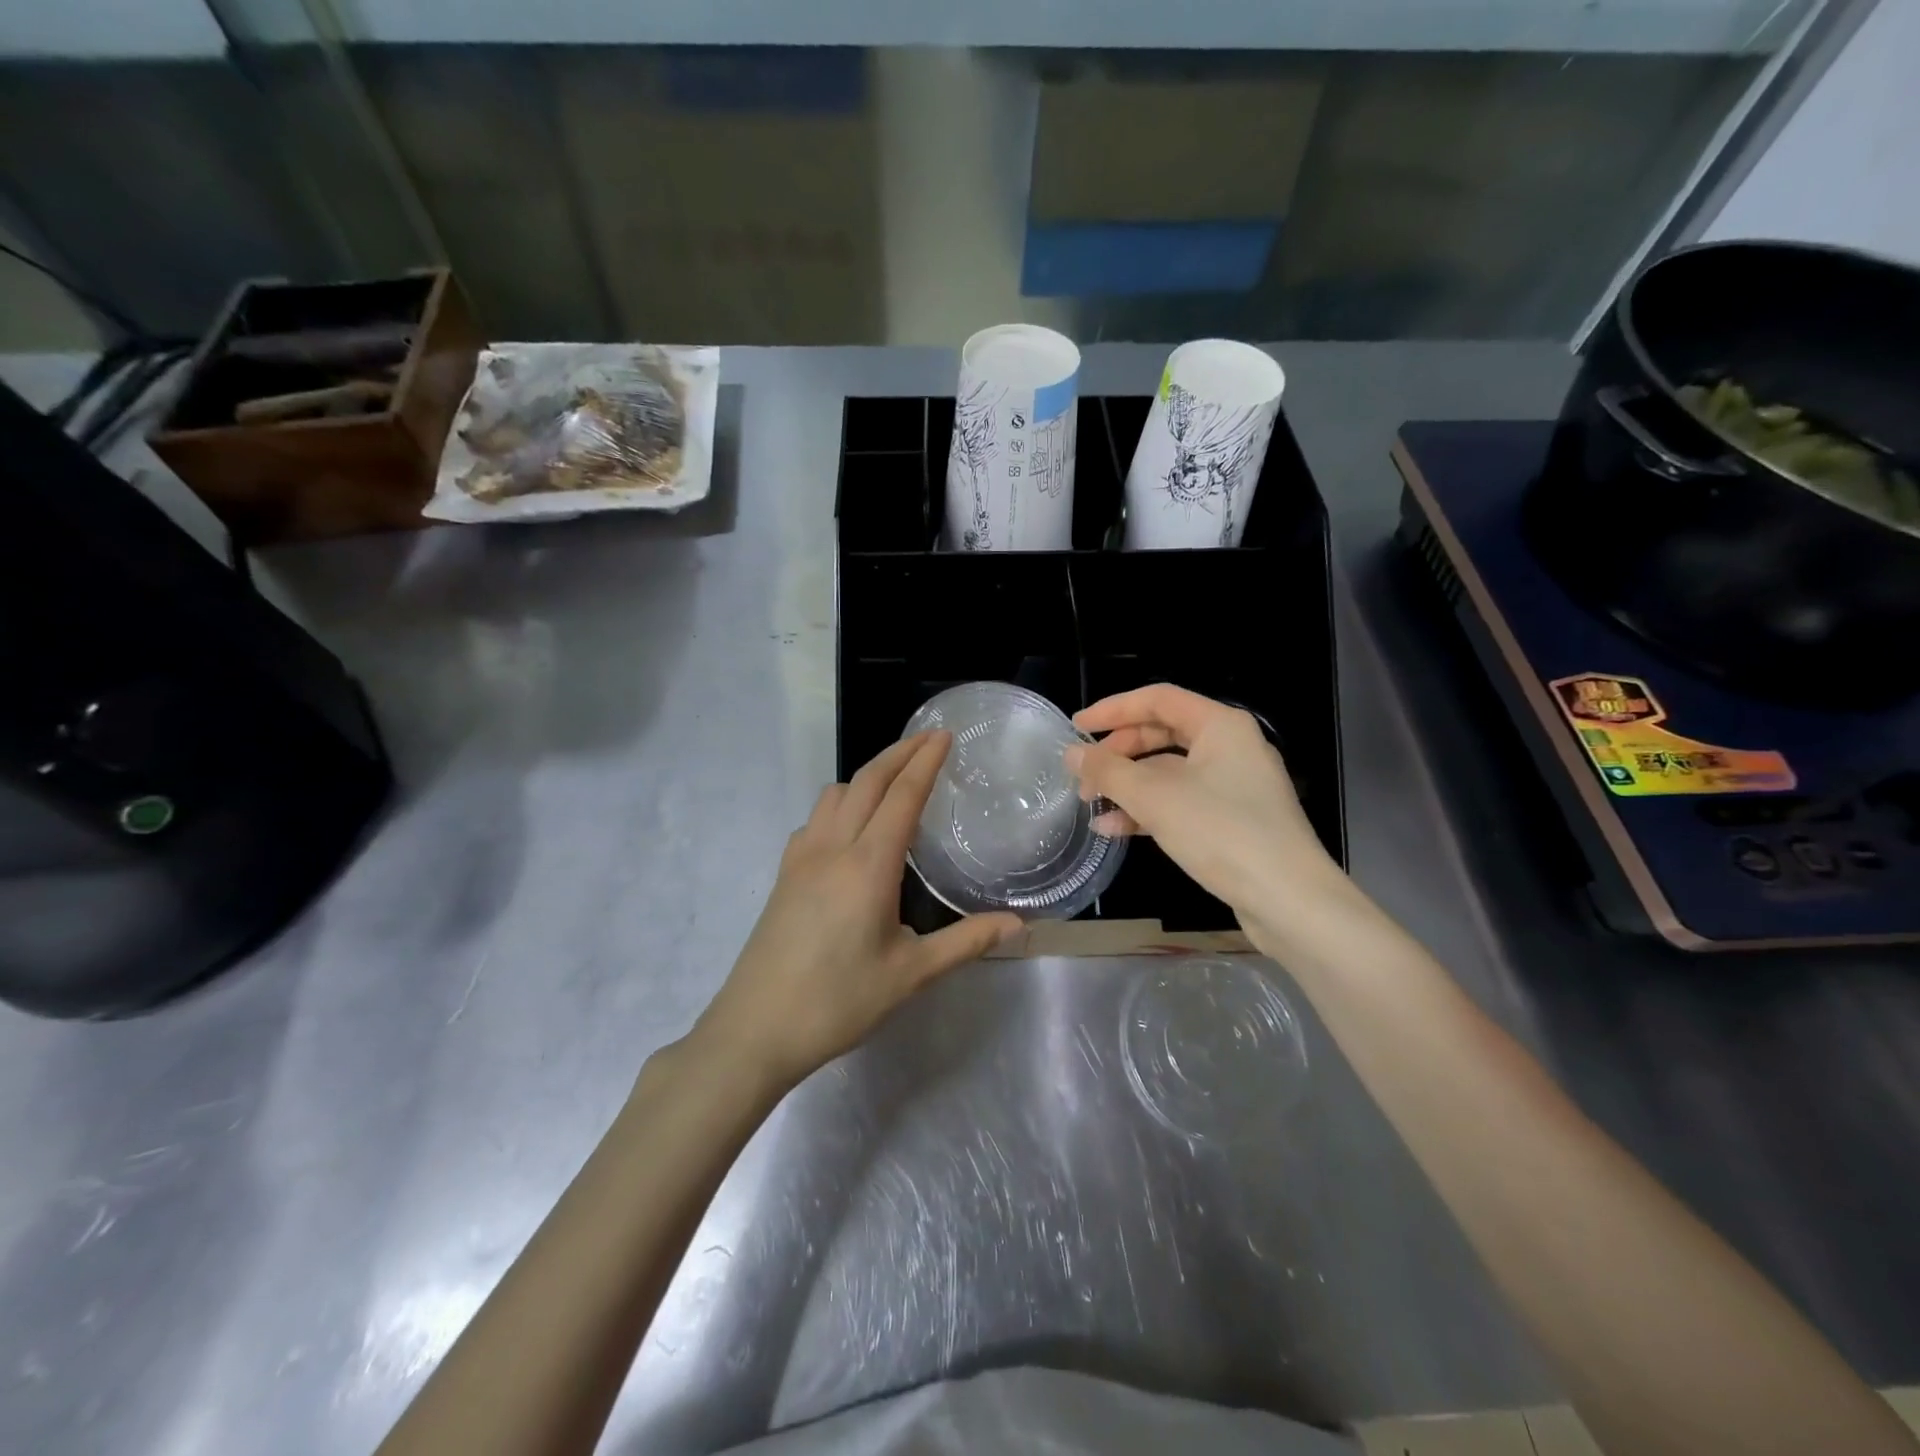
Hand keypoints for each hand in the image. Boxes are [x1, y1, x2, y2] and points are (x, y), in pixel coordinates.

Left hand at [691, 732, 1020, 1091]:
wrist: (755, 1029)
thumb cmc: (838, 1001)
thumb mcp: (911, 974)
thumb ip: (966, 942)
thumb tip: (1019, 925)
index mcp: (869, 865)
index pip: (902, 796)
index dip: (925, 761)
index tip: (944, 736)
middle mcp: (833, 848)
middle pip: (866, 781)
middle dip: (898, 753)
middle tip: (928, 740)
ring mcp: (801, 858)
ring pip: (835, 794)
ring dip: (866, 776)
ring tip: (894, 783)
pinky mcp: (785, 874)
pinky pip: (815, 819)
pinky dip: (840, 804)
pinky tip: (852, 830)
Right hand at [1066, 685, 1347, 948]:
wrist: (1289, 900)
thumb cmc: (1221, 832)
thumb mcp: (1155, 798)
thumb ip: (1109, 771)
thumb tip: (1072, 754)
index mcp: (1220, 725)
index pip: (1158, 699)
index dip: (1113, 709)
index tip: (1077, 727)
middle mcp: (1230, 747)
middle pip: (1162, 734)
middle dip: (1118, 753)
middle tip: (1083, 773)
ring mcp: (1234, 785)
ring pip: (1168, 772)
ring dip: (1128, 786)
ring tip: (1090, 804)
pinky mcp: (1232, 820)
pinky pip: (1181, 801)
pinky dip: (1148, 810)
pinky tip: (1115, 830)